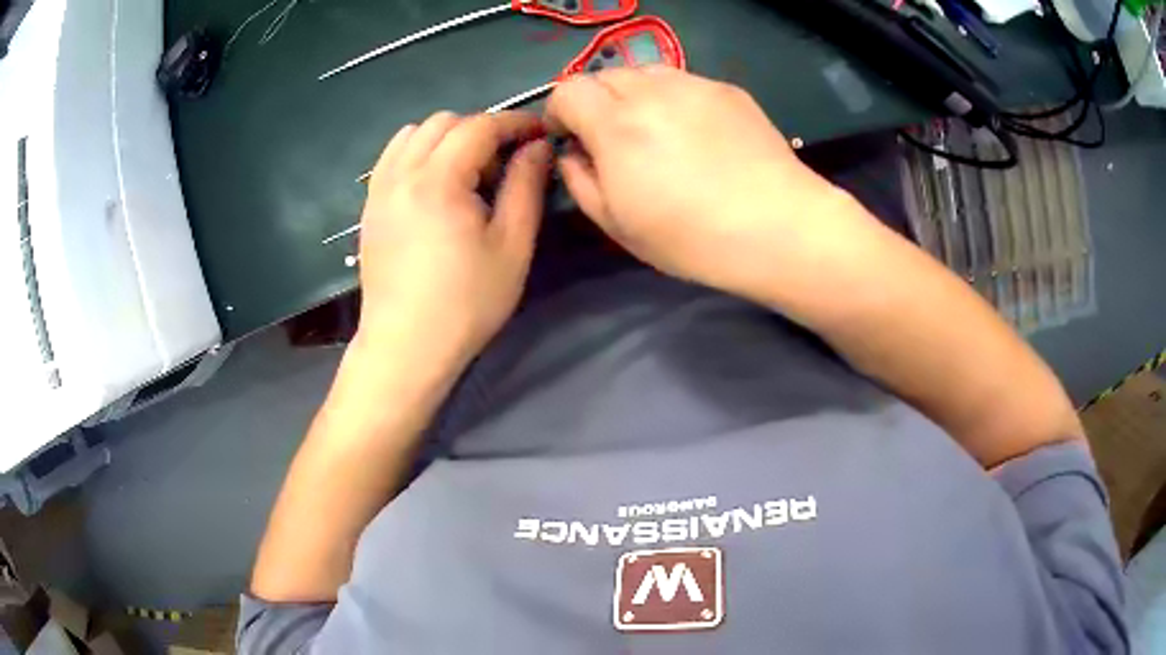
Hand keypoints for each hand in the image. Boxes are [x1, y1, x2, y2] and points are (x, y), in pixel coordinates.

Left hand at [355, 111, 550, 365]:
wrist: (406, 346)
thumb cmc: (466, 303)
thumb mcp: (512, 246)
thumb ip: (526, 186)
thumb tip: (538, 147)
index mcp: (438, 180)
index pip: (479, 126)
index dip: (514, 123)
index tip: (539, 133)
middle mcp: (402, 173)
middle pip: (444, 122)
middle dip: (481, 129)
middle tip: (504, 163)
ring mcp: (379, 189)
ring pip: (414, 134)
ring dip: (447, 137)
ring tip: (467, 172)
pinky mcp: (370, 207)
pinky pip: (393, 157)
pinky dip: (418, 153)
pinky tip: (434, 184)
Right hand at [544, 67, 856, 299]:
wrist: (778, 227)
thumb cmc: (692, 238)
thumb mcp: (618, 225)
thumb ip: (580, 182)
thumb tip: (573, 154)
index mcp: (616, 126)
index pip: (568, 90)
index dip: (560, 112)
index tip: (571, 138)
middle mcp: (652, 92)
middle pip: (604, 76)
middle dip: (596, 102)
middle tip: (613, 138)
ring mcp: (694, 85)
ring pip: (644, 73)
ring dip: (634, 96)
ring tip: (655, 131)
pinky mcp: (727, 90)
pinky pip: (683, 82)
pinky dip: (673, 98)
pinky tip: (696, 133)